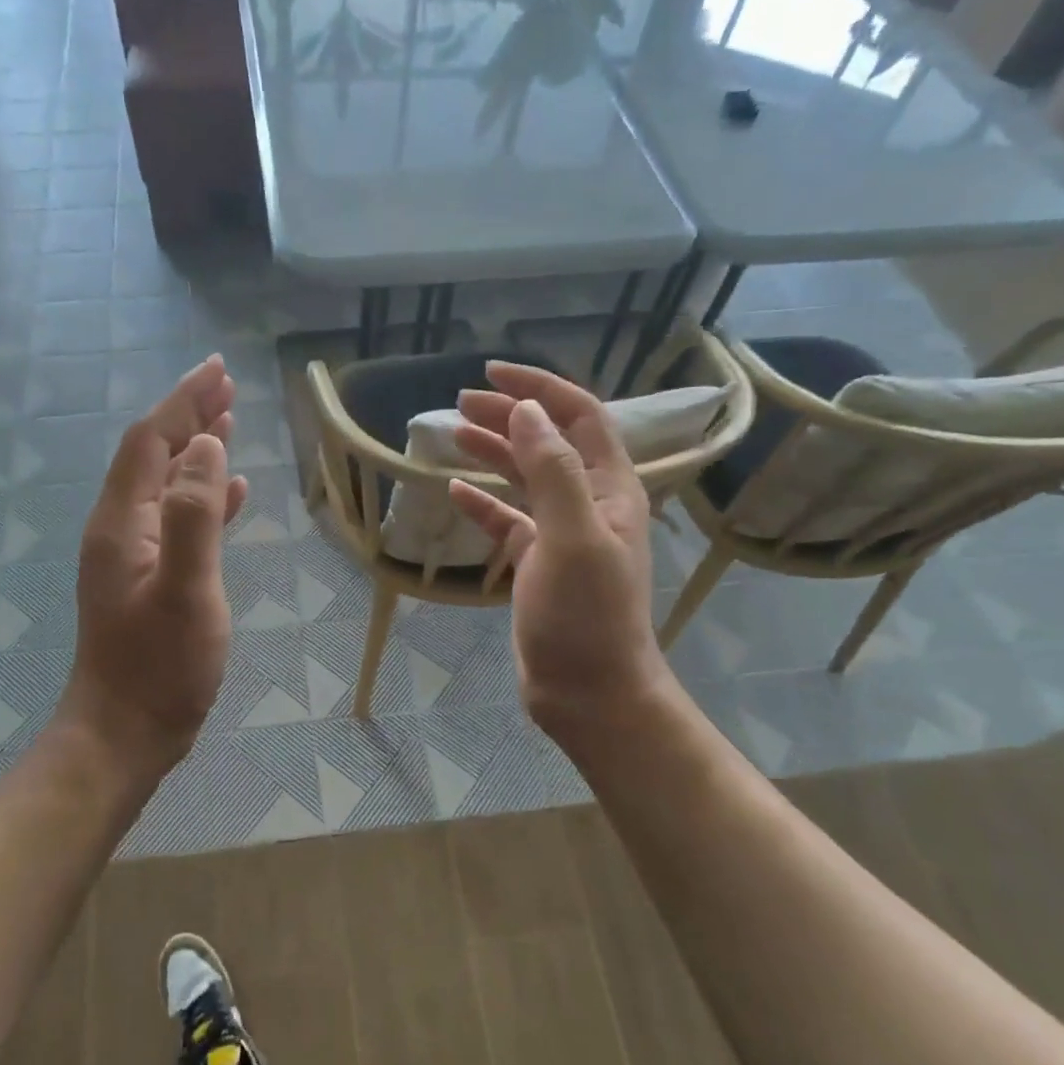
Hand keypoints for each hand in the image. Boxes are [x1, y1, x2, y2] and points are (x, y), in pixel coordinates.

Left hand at [59, 355, 247, 788]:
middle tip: (227, 388)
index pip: (151, 442)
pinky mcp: (151, 579)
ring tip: (230, 424)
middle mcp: (122, 529)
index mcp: (123, 522)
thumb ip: (194, 515)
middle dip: (188, 416)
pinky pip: (178, 520)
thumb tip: (205, 446)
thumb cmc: (160, 666)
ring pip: (168, 484)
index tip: (217, 371)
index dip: (182, 402)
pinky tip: (231, 493)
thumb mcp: (185, 589)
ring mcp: (134, 555)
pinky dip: (204, 497)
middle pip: (155, 455)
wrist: (125, 733)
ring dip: (197, 451)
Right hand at [448, 362, 671, 749]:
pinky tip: (456, 491)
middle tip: (462, 402)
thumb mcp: (572, 537)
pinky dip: (484, 503)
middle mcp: (590, 504)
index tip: (493, 372)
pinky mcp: (539, 564)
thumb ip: (553, 471)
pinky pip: (509, 521)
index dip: (540, 388)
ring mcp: (563, 535)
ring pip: (526, 479)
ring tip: (453, 434)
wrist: (590, 692)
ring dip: (494, 453)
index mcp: (610, 489)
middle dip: (509, 416)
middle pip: (548, 442)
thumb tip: (527, 411)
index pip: (579, 417)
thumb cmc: (586, 615)